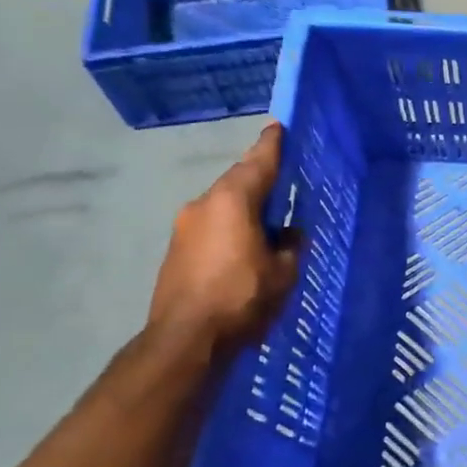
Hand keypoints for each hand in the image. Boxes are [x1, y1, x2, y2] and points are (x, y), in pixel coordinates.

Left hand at [148, 124, 300, 352]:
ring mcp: (184, 227)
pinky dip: (230, 227)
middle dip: (260, 178)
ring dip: (244, 207)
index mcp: (232, 200)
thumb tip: (289, 233)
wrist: (185, 340)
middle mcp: (204, 204)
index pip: (258, 161)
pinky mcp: (176, 250)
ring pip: (222, 205)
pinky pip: (211, 226)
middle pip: (238, 181)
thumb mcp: (282, 272)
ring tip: (268, 219)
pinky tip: (244, 246)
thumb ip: (290, 245)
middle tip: (284, 179)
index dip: (272, 144)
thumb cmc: (241, 297)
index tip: (279, 126)